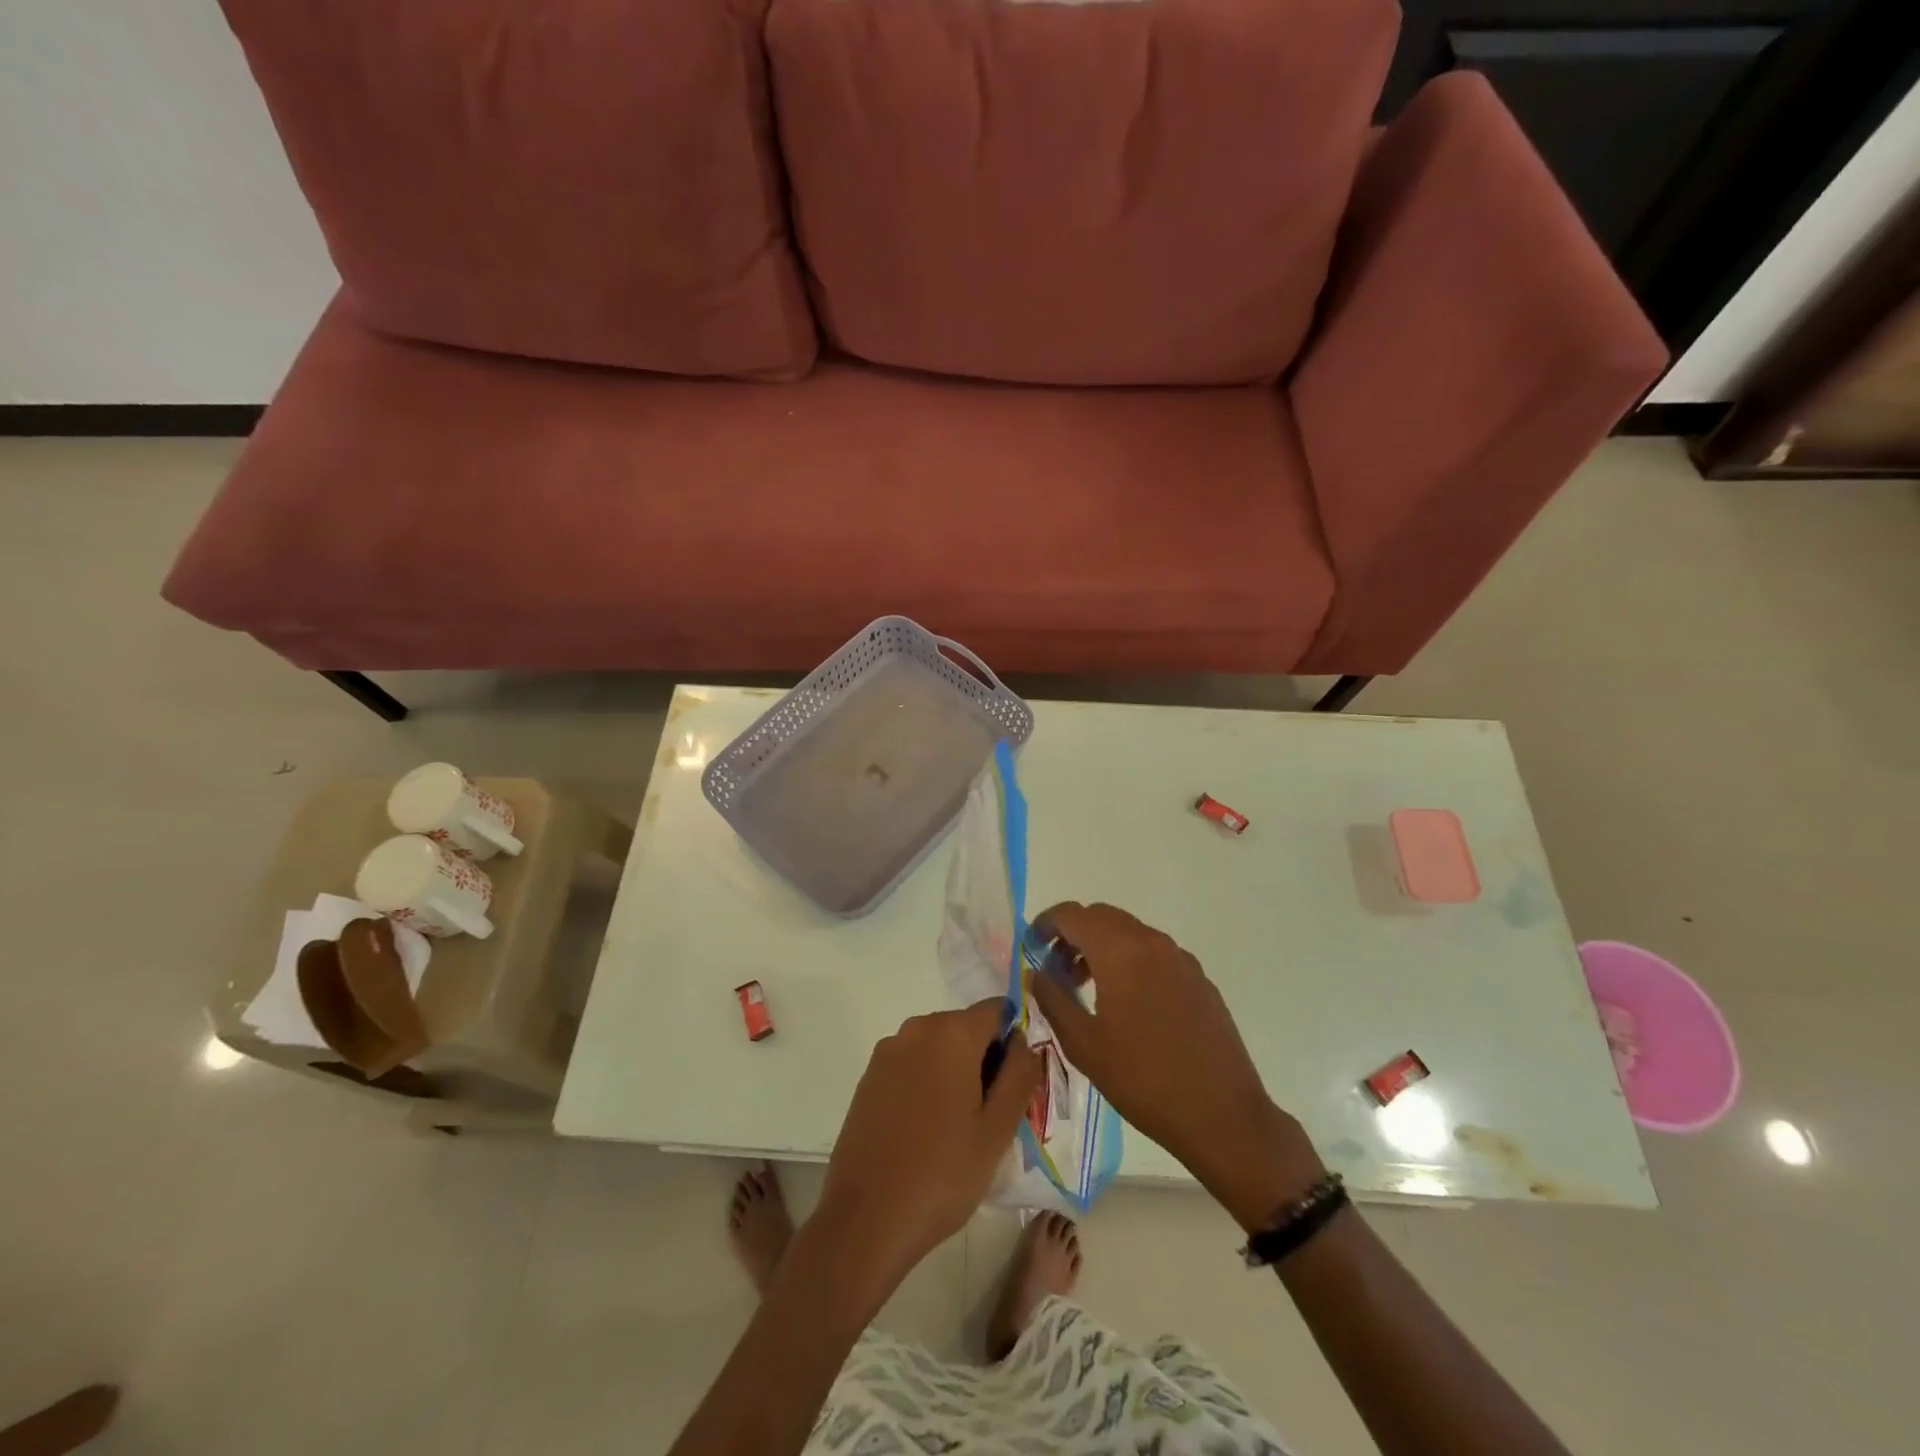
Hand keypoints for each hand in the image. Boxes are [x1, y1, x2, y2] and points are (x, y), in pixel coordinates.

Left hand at [815, 1000, 1039, 1296]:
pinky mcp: (869, 1077)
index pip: (997, 1010)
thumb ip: (1020, 1075)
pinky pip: (912, 1065)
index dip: (1014, 1039)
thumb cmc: (942, 1174)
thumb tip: (1024, 1042)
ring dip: (956, 1073)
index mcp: (951, 1033)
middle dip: (986, 1059)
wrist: (865, 1219)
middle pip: (966, 1027)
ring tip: (961, 1129)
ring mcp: (887, 1052)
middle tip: (994, 1115)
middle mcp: (916, 1029)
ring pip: (938, 1048)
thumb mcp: (998, 1130)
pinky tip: (927, 1131)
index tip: (1016, 1083)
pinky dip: (928, 1083)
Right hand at [1029, 902, 1324, 1230]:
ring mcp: (1180, 959)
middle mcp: (1152, 942)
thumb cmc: (1143, 1080)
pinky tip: (1128, 1005)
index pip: (1072, 914)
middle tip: (1056, 970)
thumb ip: (1053, 999)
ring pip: (1129, 933)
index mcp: (1120, 951)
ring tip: (1088, 989)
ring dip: (1102, 947)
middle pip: (1101, 917)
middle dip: (1073, 934)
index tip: (1031, 949)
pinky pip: (1154, 954)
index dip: (1045, 924)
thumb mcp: (1083, 1044)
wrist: (1222, 1115)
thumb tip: (1037, 972)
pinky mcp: (1199, 979)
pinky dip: (1130, 961)